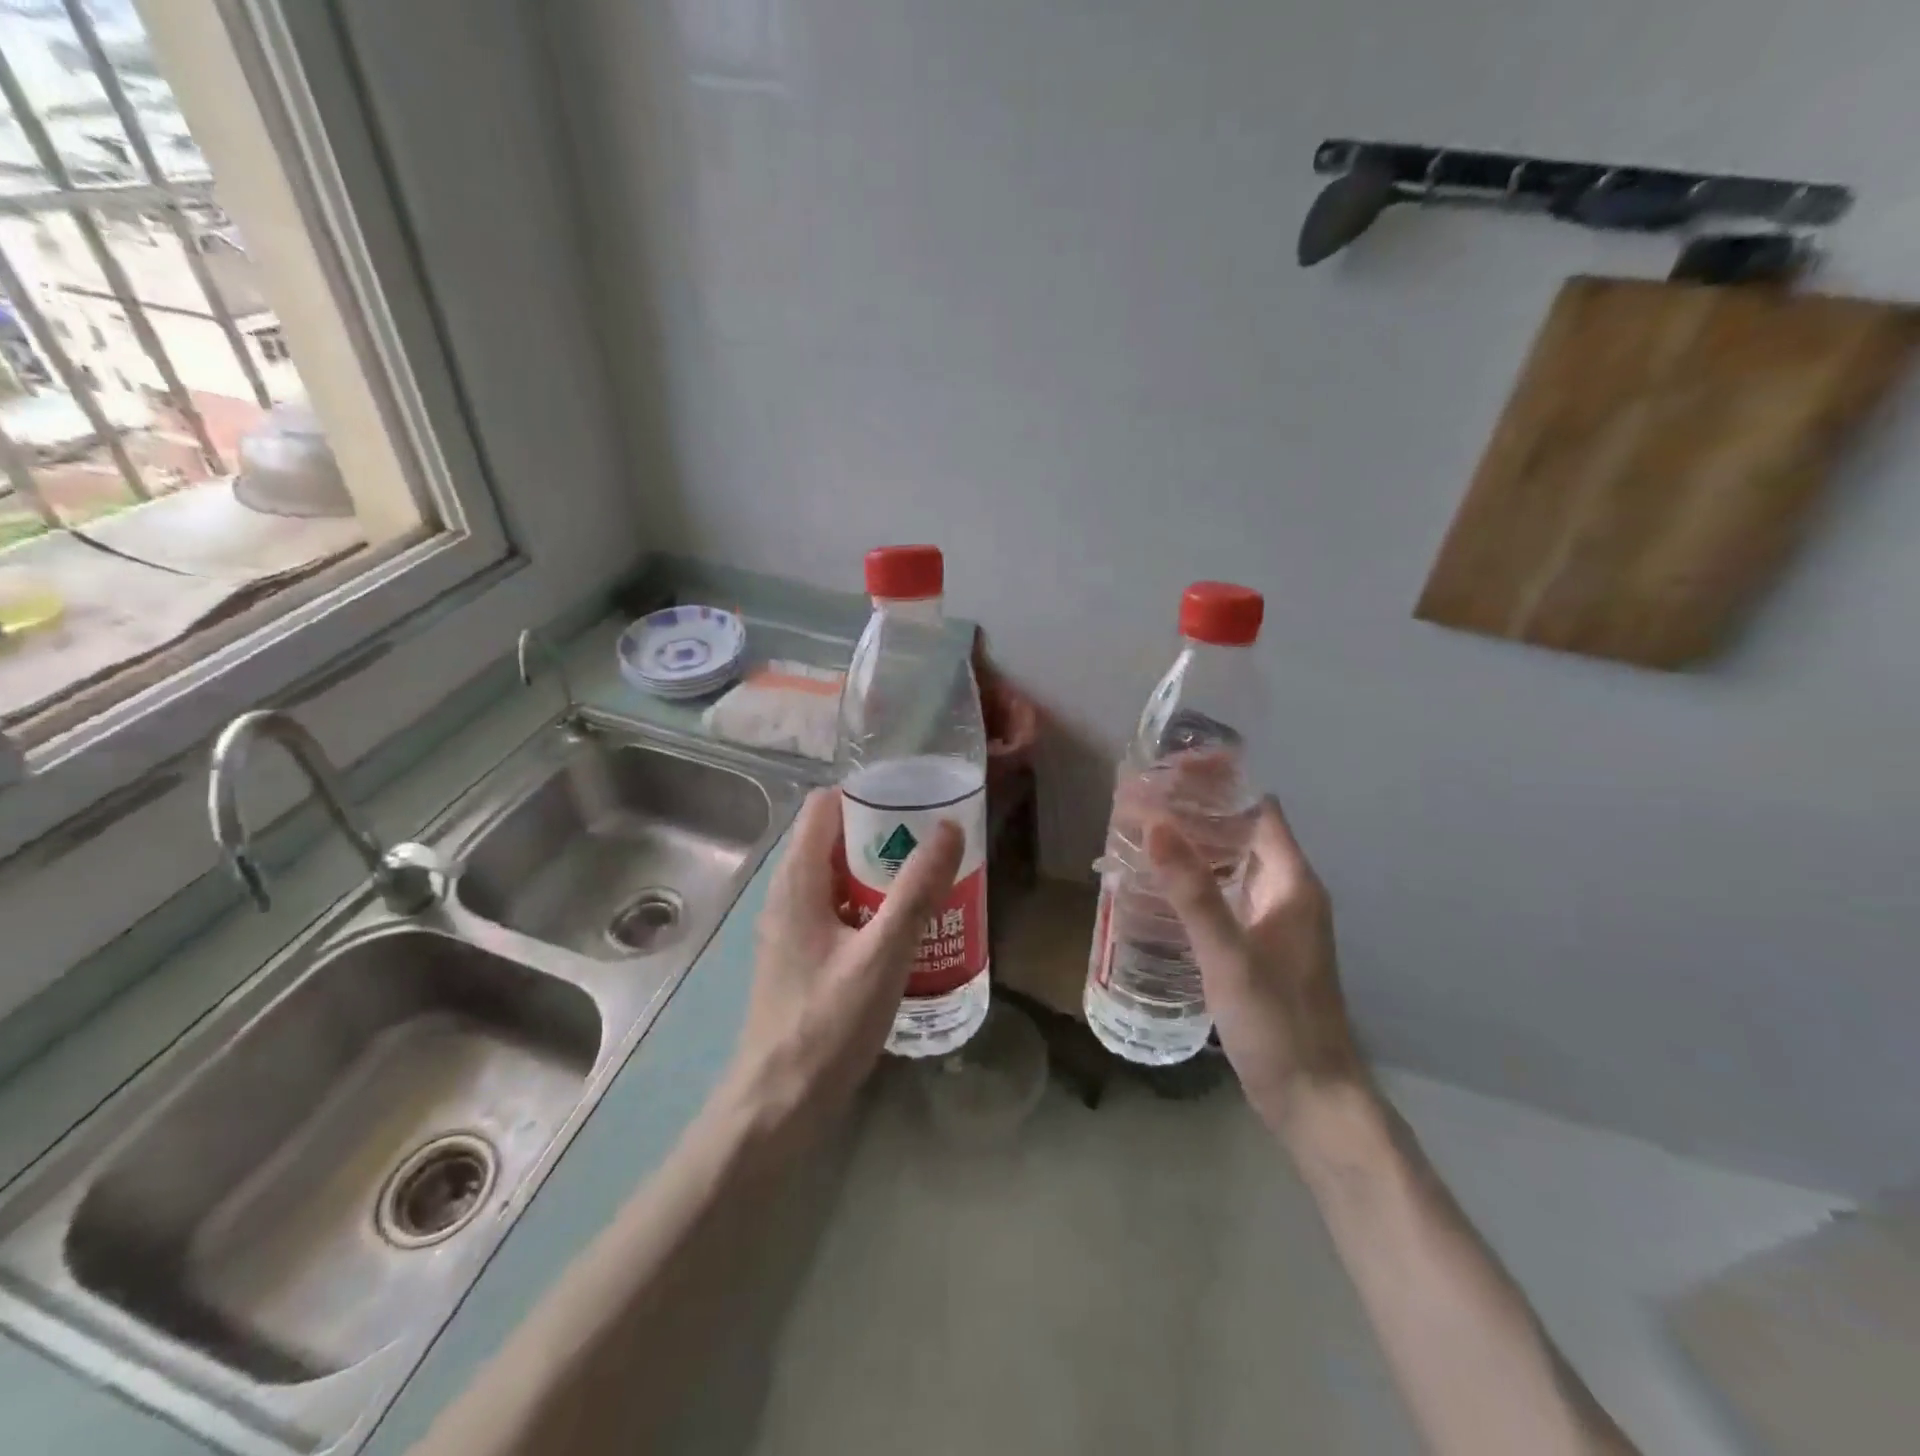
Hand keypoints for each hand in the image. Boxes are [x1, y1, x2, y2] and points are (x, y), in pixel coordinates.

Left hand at [723, 788, 962, 1137]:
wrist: (778, 1104)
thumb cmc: (827, 1023)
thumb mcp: (882, 953)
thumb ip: (916, 890)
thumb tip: (949, 827)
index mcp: (797, 880)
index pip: (825, 805)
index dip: (867, 792)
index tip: (916, 797)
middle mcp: (788, 894)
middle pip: (836, 839)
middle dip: (885, 833)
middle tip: (936, 840)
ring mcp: (792, 927)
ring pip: (839, 878)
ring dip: (881, 872)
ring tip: (931, 878)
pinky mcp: (802, 956)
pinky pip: (839, 910)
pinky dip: (870, 905)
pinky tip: (907, 928)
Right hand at [1148, 796, 1367, 1135]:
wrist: (1312, 1100)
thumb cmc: (1276, 1021)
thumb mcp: (1227, 954)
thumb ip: (1191, 890)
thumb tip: (1154, 823)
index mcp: (1291, 882)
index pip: (1257, 810)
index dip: (1217, 786)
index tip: (1167, 774)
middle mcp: (1288, 893)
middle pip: (1242, 834)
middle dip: (1195, 816)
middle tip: (1139, 805)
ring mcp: (1276, 923)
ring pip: (1232, 867)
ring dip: (1194, 851)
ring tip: (1139, 840)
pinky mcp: (1261, 949)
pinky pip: (1227, 898)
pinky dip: (1196, 885)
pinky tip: (1158, 893)